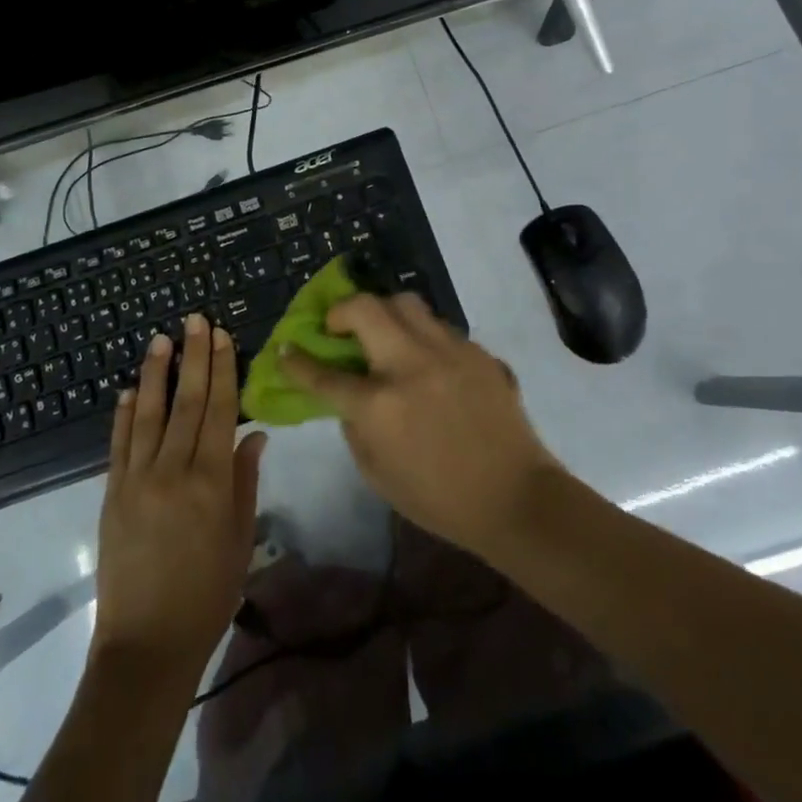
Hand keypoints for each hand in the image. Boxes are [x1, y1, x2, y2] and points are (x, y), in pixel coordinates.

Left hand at [93, 314, 265, 677]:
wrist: (146, 644)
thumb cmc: (208, 594)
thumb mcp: (240, 539)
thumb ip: (246, 482)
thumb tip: (254, 434)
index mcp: (212, 481)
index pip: (221, 410)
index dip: (223, 369)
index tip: (221, 336)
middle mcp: (174, 470)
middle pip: (187, 402)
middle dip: (193, 357)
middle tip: (194, 319)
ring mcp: (137, 479)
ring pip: (147, 413)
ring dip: (154, 373)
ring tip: (160, 339)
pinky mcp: (112, 493)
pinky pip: (118, 444)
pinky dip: (122, 414)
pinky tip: (127, 390)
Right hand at [278, 294, 559, 555]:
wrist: (515, 498)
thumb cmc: (439, 498)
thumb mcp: (377, 474)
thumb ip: (354, 427)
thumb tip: (347, 395)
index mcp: (380, 405)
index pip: (325, 374)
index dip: (298, 361)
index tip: (286, 348)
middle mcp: (410, 365)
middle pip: (365, 308)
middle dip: (341, 310)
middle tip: (339, 327)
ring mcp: (448, 351)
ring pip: (405, 303)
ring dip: (383, 312)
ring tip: (383, 333)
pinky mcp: (476, 350)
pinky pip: (439, 326)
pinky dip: (421, 335)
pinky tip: (426, 359)